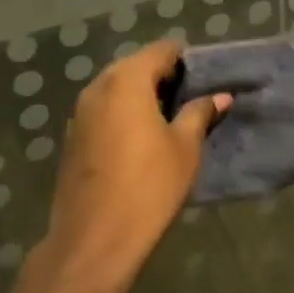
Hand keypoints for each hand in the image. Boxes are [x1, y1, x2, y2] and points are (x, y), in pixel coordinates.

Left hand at [43, 39, 228, 292]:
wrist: (92, 242)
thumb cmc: (148, 187)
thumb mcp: (185, 148)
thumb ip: (199, 113)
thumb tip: (219, 96)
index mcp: (127, 78)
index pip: (162, 50)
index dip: (187, 60)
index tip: (206, 77)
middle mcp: (99, 85)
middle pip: (137, 66)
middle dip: (164, 77)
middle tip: (192, 98)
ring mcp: (81, 111)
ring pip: (118, 88)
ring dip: (143, 96)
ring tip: (171, 119)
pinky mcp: (73, 137)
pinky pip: (105, 110)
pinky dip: (124, 114)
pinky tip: (142, 139)